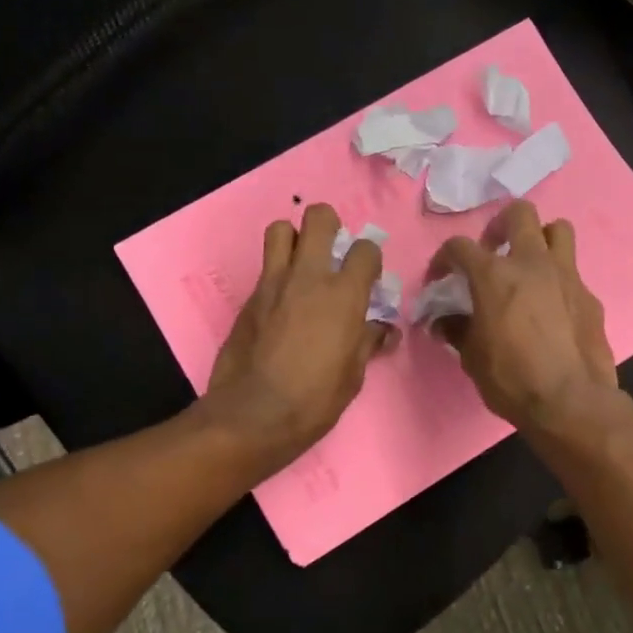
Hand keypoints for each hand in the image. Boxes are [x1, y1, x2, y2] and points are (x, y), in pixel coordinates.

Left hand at [206, 204, 394, 469]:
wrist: (252, 415)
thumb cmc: (314, 400)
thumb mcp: (353, 375)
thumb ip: (368, 342)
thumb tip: (384, 330)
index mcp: (343, 295)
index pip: (365, 249)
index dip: (370, 258)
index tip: (368, 277)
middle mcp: (308, 277)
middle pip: (318, 217)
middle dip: (329, 225)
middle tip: (332, 251)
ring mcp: (273, 283)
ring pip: (280, 229)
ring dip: (294, 238)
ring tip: (301, 263)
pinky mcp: (248, 297)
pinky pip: (265, 267)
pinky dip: (277, 272)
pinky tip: (282, 301)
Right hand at [429, 201, 618, 431]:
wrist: (570, 401)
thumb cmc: (511, 378)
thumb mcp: (471, 357)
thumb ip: (456, 330)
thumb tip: (442, 322)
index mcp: (494, 275)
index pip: (460, 246)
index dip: (444, 258)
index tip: (440, 278)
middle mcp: (531, 263)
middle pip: (519, 213)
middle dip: (500, 226)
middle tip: (493, 250)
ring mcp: (566, 275)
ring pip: (558, 229)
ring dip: (540, 239)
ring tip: (529, 265)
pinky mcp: (590, 296)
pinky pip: (573, 273)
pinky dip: (558, 281)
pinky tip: (552, 308)